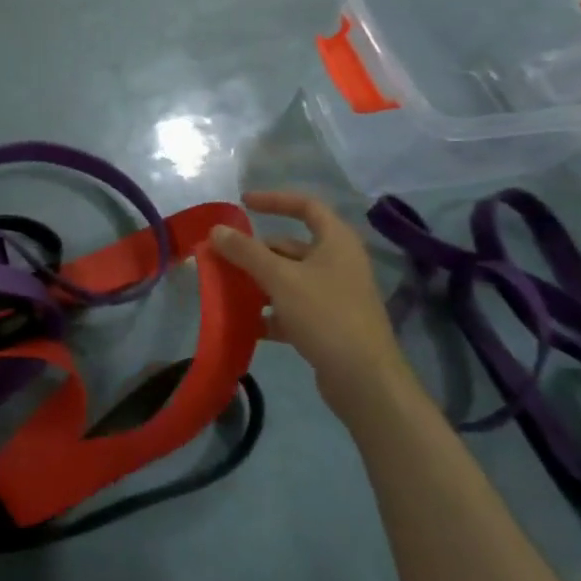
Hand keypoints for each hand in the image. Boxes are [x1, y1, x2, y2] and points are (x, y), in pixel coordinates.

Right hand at [209, 190, 414, 422]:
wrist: (364, 380)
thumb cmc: (326, 315)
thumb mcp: (280, 279)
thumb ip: (246, 252)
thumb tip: (216, 229)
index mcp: (336, 242)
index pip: (306, 206)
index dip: (274, 200)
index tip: (242, 204)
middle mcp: (338, 263)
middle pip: (290, 246)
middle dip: (254, 251)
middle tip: (221, 256)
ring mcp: (334, 295)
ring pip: (288, 278)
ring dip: (257, 282)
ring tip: (225, 288)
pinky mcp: (327, 324)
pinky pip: (291, 308)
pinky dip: (268, 311)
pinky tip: (244, 323)